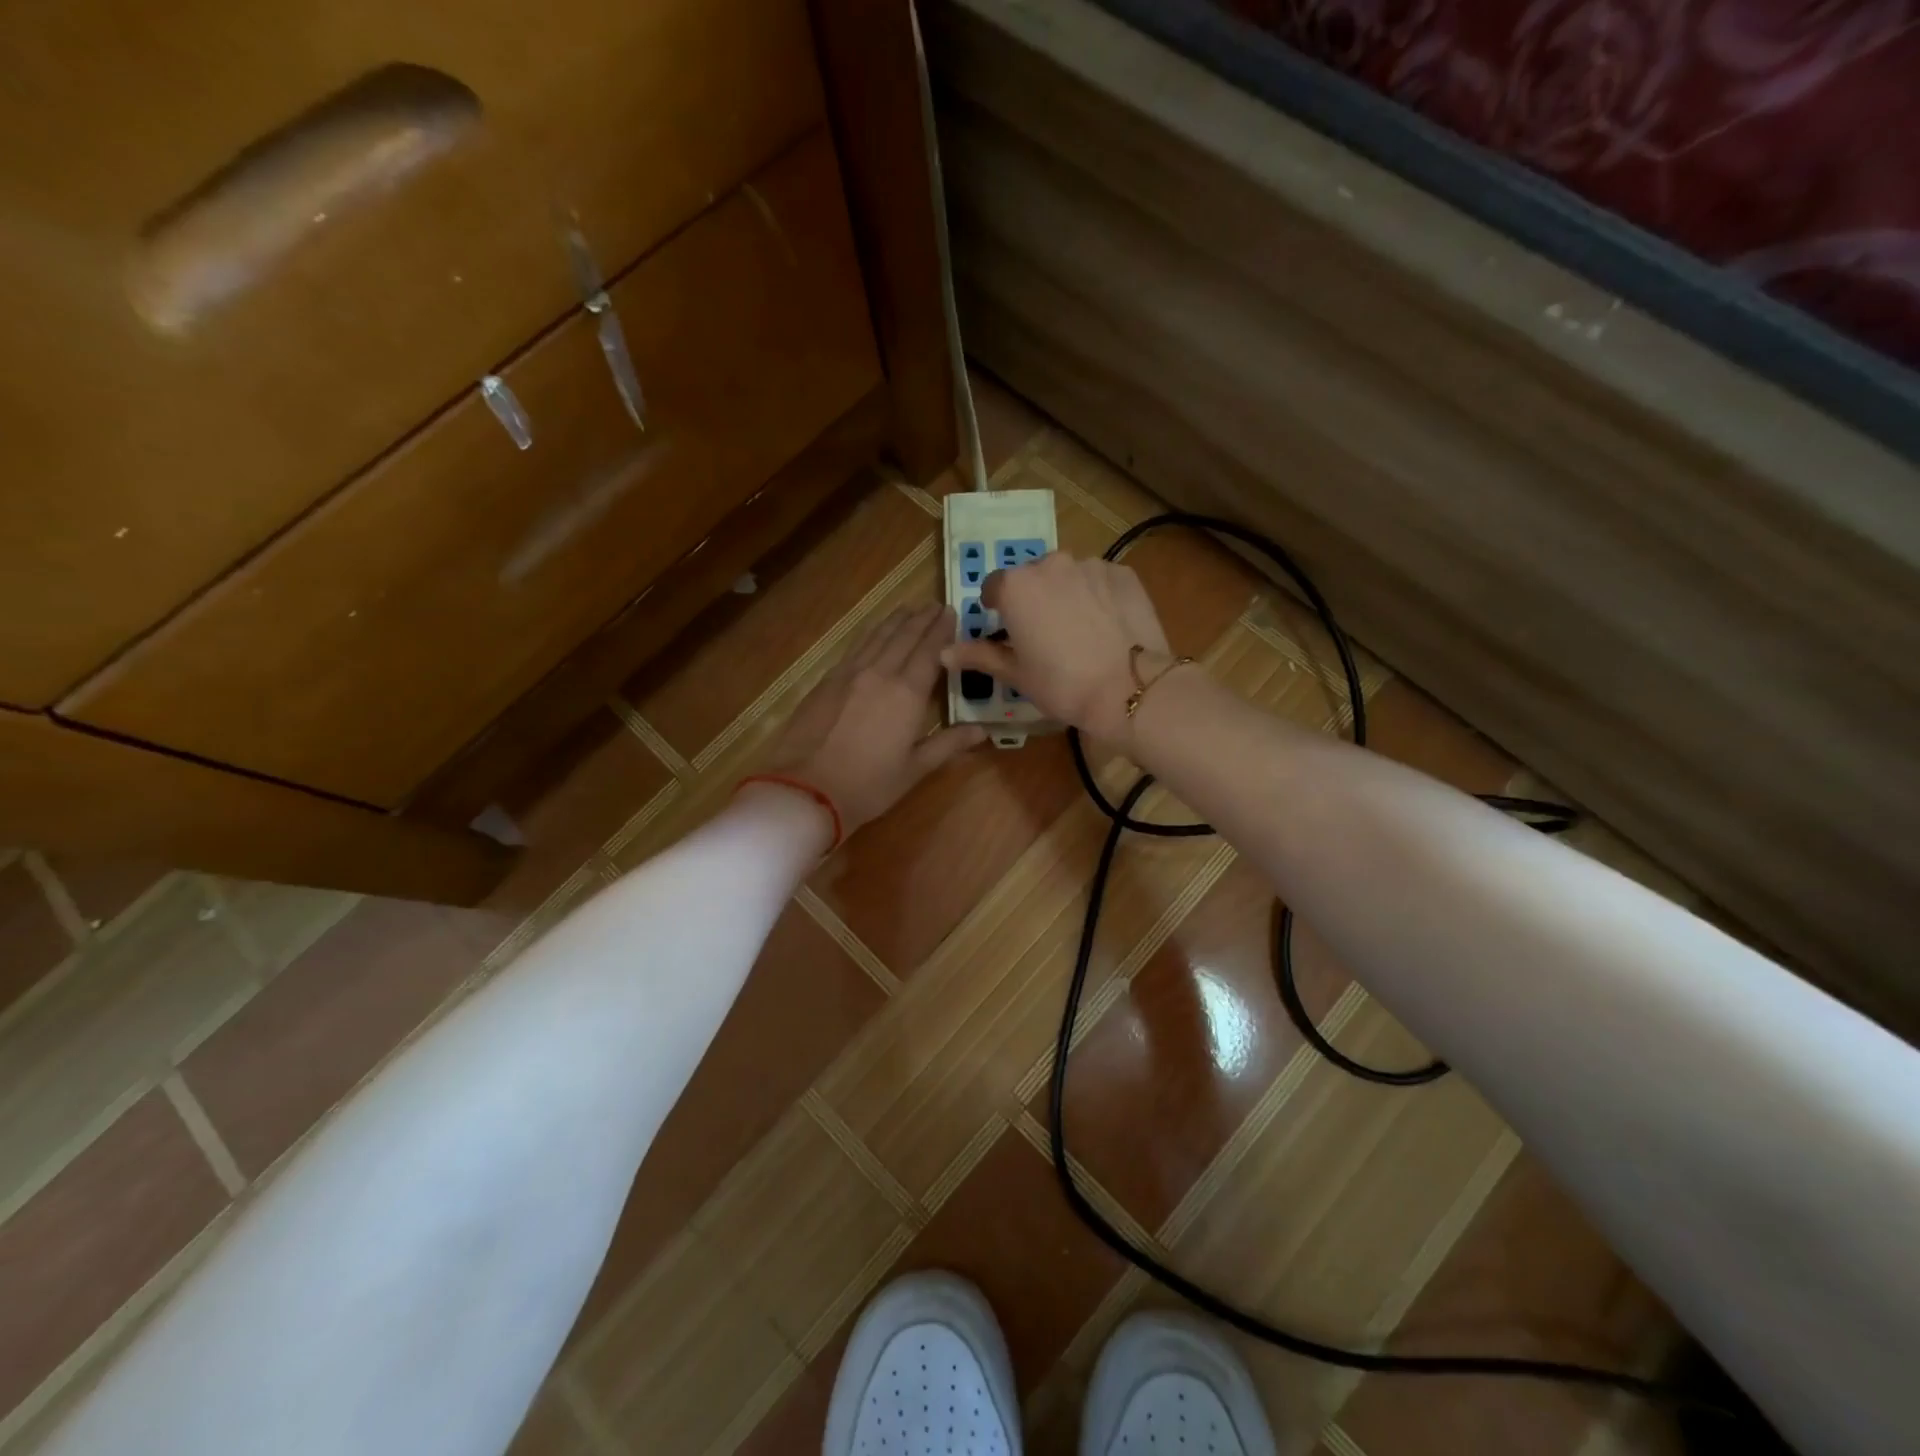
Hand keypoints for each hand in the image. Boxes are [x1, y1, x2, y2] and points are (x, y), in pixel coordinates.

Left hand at [760, 604, 987, 837]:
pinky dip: (871, 634)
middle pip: (904, 636)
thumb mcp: (914, 769)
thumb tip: (982, 730)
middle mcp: (880, 673)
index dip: (941, 631)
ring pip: (877, 636)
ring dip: (895, 620)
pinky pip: (855, 647)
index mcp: (907, 693)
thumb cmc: (867, 785)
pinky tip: (873, 634)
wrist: (805, 789)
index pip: (930, 651)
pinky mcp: (826, 681)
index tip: (951, 613)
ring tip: (908, 609)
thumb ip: (948, 744)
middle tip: (935, 605)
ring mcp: (849, 674)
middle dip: (921, 619)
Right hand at [940, 554, 1171, 741]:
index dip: (997, 609)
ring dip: (1066, 594)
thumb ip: (979, 655)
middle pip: (1032, 577)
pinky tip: (1107, 625)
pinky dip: (1098, 595)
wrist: (1127, 688)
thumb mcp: (1016, 674)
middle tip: (1044, 635)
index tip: (1008, 631)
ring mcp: (1090, 564)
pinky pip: (1100, 580)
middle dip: (1033, 599)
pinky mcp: (1123, 573)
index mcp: (1016, 586)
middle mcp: (1050, 563)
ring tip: (1080, 630)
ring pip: (1068, 575)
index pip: (994, 587)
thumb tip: (943, 652)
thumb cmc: (1061, 684)